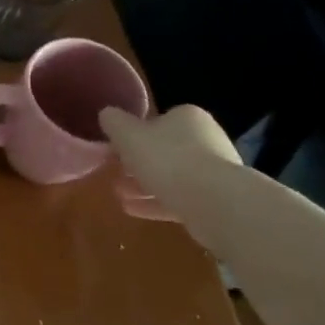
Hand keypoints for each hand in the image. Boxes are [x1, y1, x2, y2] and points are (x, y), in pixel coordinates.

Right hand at [98, 104, 240, 221]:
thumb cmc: (168, 159)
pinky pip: (180, 198)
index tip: (115, 150)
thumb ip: (114, 122)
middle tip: (114, 174)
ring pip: (171, 176)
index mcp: (187, 118)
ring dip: (143, 185)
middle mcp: (206, 139)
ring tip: (119, 195)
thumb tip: (108, 114)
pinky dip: (156, 203)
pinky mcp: (217, 200)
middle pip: (163, 150)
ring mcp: (214, 171)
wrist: (215, 202)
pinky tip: (133, 210)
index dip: (133, 135)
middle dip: (136, 164)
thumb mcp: (128, 135)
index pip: (157, 121)